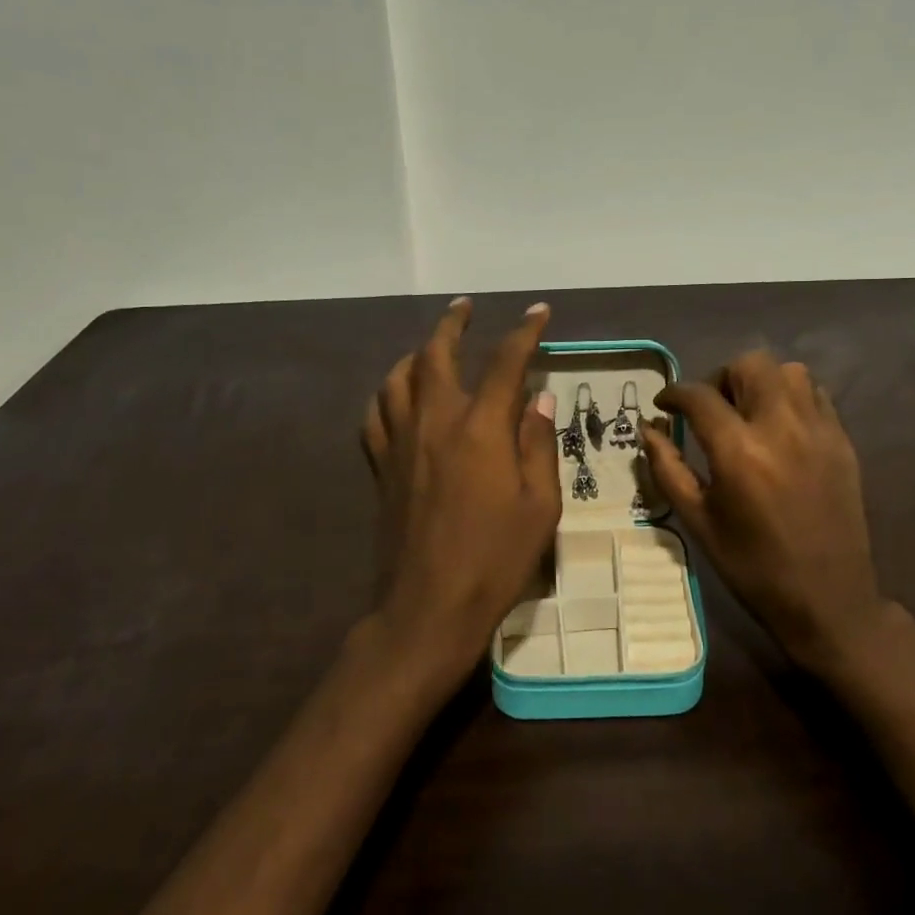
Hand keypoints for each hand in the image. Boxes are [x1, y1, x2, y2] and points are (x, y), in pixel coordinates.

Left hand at [359, 299, 561, 692]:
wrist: (428, 607)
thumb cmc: (496, 559)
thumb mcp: (540, 506)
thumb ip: (538, 446)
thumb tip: (539, 401)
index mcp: (481, 429)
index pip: (505, 363)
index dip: (524, 332)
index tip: (538, 312)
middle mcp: (435, 422)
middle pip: (436, 354)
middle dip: (453, 324)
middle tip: (465, 307)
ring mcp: (400, 443)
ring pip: (397, 378)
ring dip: (416, 353)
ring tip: (431, 347)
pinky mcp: (380, 467)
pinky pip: (374, 415)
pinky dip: (386, 393)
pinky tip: (397, 396)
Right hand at [641, 350, 891, 677]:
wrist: (827, 598)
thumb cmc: (752, 565)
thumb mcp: (698, 521)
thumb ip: (668, 469)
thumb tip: (648, 429)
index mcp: (739, 452)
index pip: (699, 396)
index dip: (674, 393)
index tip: (664, 404)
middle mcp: (781, 427)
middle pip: (749, 365)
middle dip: (720, 378)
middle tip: (710, 409)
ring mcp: (818, 430)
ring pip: (788, 371)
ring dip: (760, 381)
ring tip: (748, 412)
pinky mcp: (842, 440)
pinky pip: (816, 394)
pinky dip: (791, 396)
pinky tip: (780, 426)